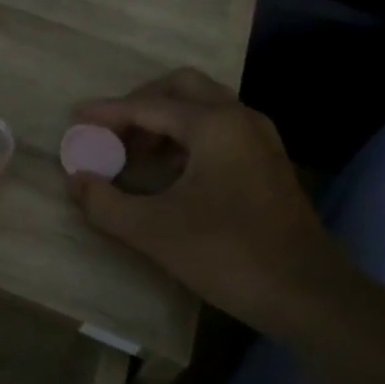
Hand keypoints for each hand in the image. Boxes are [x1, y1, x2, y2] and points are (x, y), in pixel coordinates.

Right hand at [66, 68, 345, 327]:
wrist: (308, 295)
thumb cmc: (228, 254)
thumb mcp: (154, 231)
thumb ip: (105, 202)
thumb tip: (76, 180)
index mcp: (214, 125)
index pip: (148, 105)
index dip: (108, 112)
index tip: (76, 118)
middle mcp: (240, 119)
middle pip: (182, 88)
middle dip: (141, 103)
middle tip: (112, 131)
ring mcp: (259, 139)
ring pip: (204, 107)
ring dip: (165, 120)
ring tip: (135, 154)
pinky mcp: (267, 162)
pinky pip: (219, 129)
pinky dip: (187, 137)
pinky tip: (169, 172)